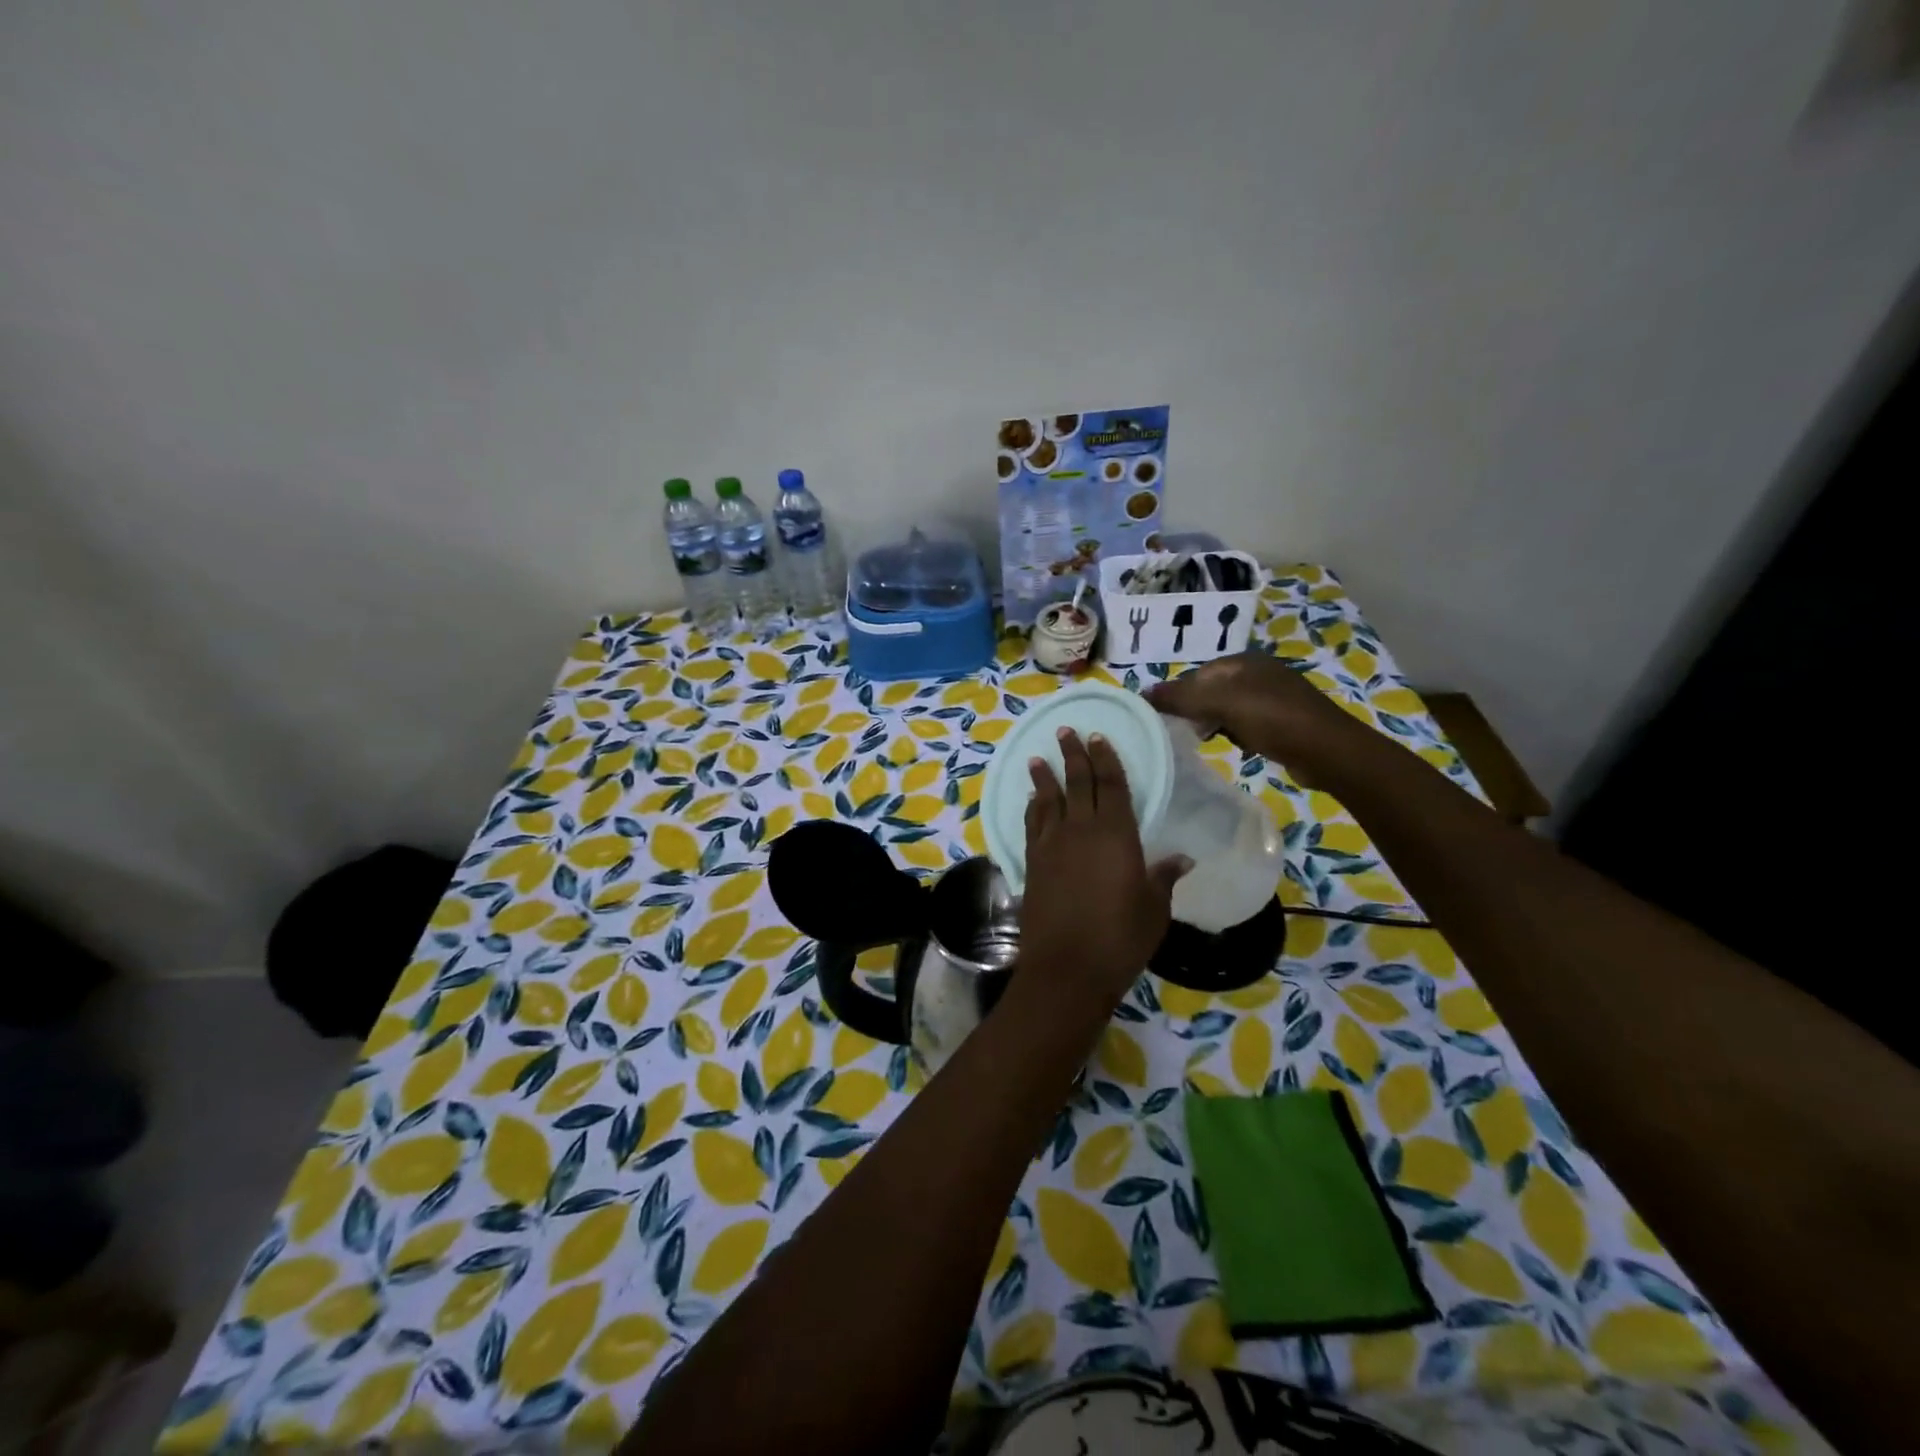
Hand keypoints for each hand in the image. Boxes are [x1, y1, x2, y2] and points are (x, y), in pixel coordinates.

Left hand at [1020, 728, 1186, 1003]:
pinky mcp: (1032, 863)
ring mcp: (1052, 845)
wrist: (1067, 967)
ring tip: (1038, 758)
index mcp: (1116, 835)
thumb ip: (1163, 878)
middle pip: (1077, 783)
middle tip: (1065, 731)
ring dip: (1045, 777)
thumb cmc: (1120, 938)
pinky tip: (1032, 800)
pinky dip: (1032, 807)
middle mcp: (1081, 830)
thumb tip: (1182, 858)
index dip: (1105, 760)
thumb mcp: (1154, 909)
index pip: (1111, 786)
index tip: (1098, 737)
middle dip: (1072, 755)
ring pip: (1048, 800)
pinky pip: (1032, 824)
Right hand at [1145, 650, 1365, 785]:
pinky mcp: (1284, 722)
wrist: (1328, 751)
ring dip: (1214, 724)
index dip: (1178, 694)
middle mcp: (1258, 673)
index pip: (1197, 674)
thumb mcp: (1221, 703)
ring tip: (1204, 741)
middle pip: (1212, 690)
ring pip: (1228, 708)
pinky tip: (1234, 747)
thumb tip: (1141, 693)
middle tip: (1182, 732)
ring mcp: (1273, 697)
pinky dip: (1235, 734)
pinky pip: (1246, 724)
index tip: (1165, 718)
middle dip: (1195, 710)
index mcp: (1244, 661)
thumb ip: (1181, 697)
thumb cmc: (1273, 718)